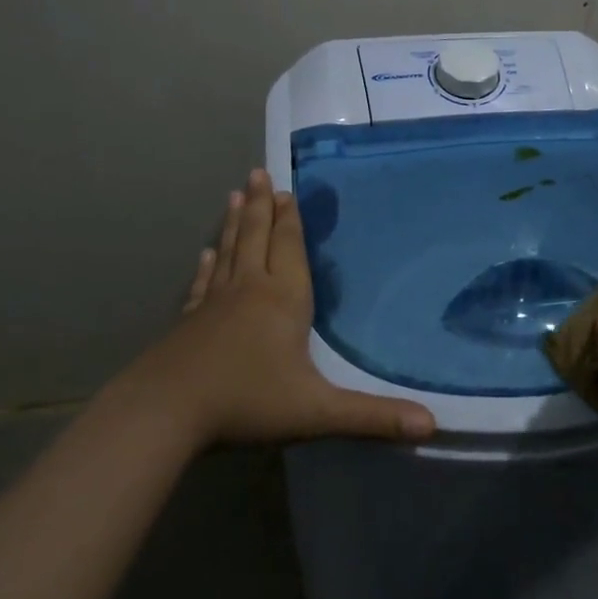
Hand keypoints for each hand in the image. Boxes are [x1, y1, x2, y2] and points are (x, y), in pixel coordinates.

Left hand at [133, 170, 435, 449]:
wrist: (165, 412)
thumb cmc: (247, 402)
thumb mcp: (317, 412)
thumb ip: (372, 416)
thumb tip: (432, 425)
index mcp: (283, 301)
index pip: (290, 249)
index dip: (291, 221)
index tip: (287, 190)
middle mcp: (249, 291)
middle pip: (257, 239)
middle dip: (261, 206)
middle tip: (258, 173)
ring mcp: (214, 304)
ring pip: (230, 253)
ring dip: (234, 224)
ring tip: (235, 195)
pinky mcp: (188, 323)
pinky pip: (203, 284)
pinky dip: (208, 266)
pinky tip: (206, 254)